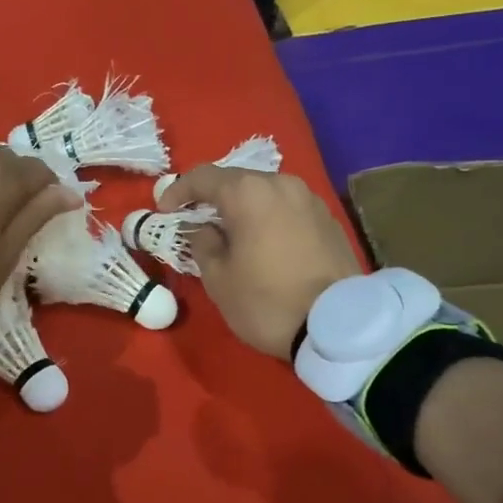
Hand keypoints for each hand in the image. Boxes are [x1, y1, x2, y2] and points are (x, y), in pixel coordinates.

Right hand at [158, 167, 361, 358]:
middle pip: (238, 181)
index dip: (178, 191)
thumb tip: (203, 229)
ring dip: (244, 209)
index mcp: (248, 193)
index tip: (165, 211)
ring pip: (266, 194)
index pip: (203, 177)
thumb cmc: (266, 301)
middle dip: (213, 199)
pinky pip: (288, 210)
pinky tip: (264, 245)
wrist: (338, 325)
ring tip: (232, 235)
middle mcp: (281, 184)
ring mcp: (310, 200)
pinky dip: (269, 219)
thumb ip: (202, 244)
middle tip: (197, 223)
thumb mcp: (218, 279)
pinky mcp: (329, 220)